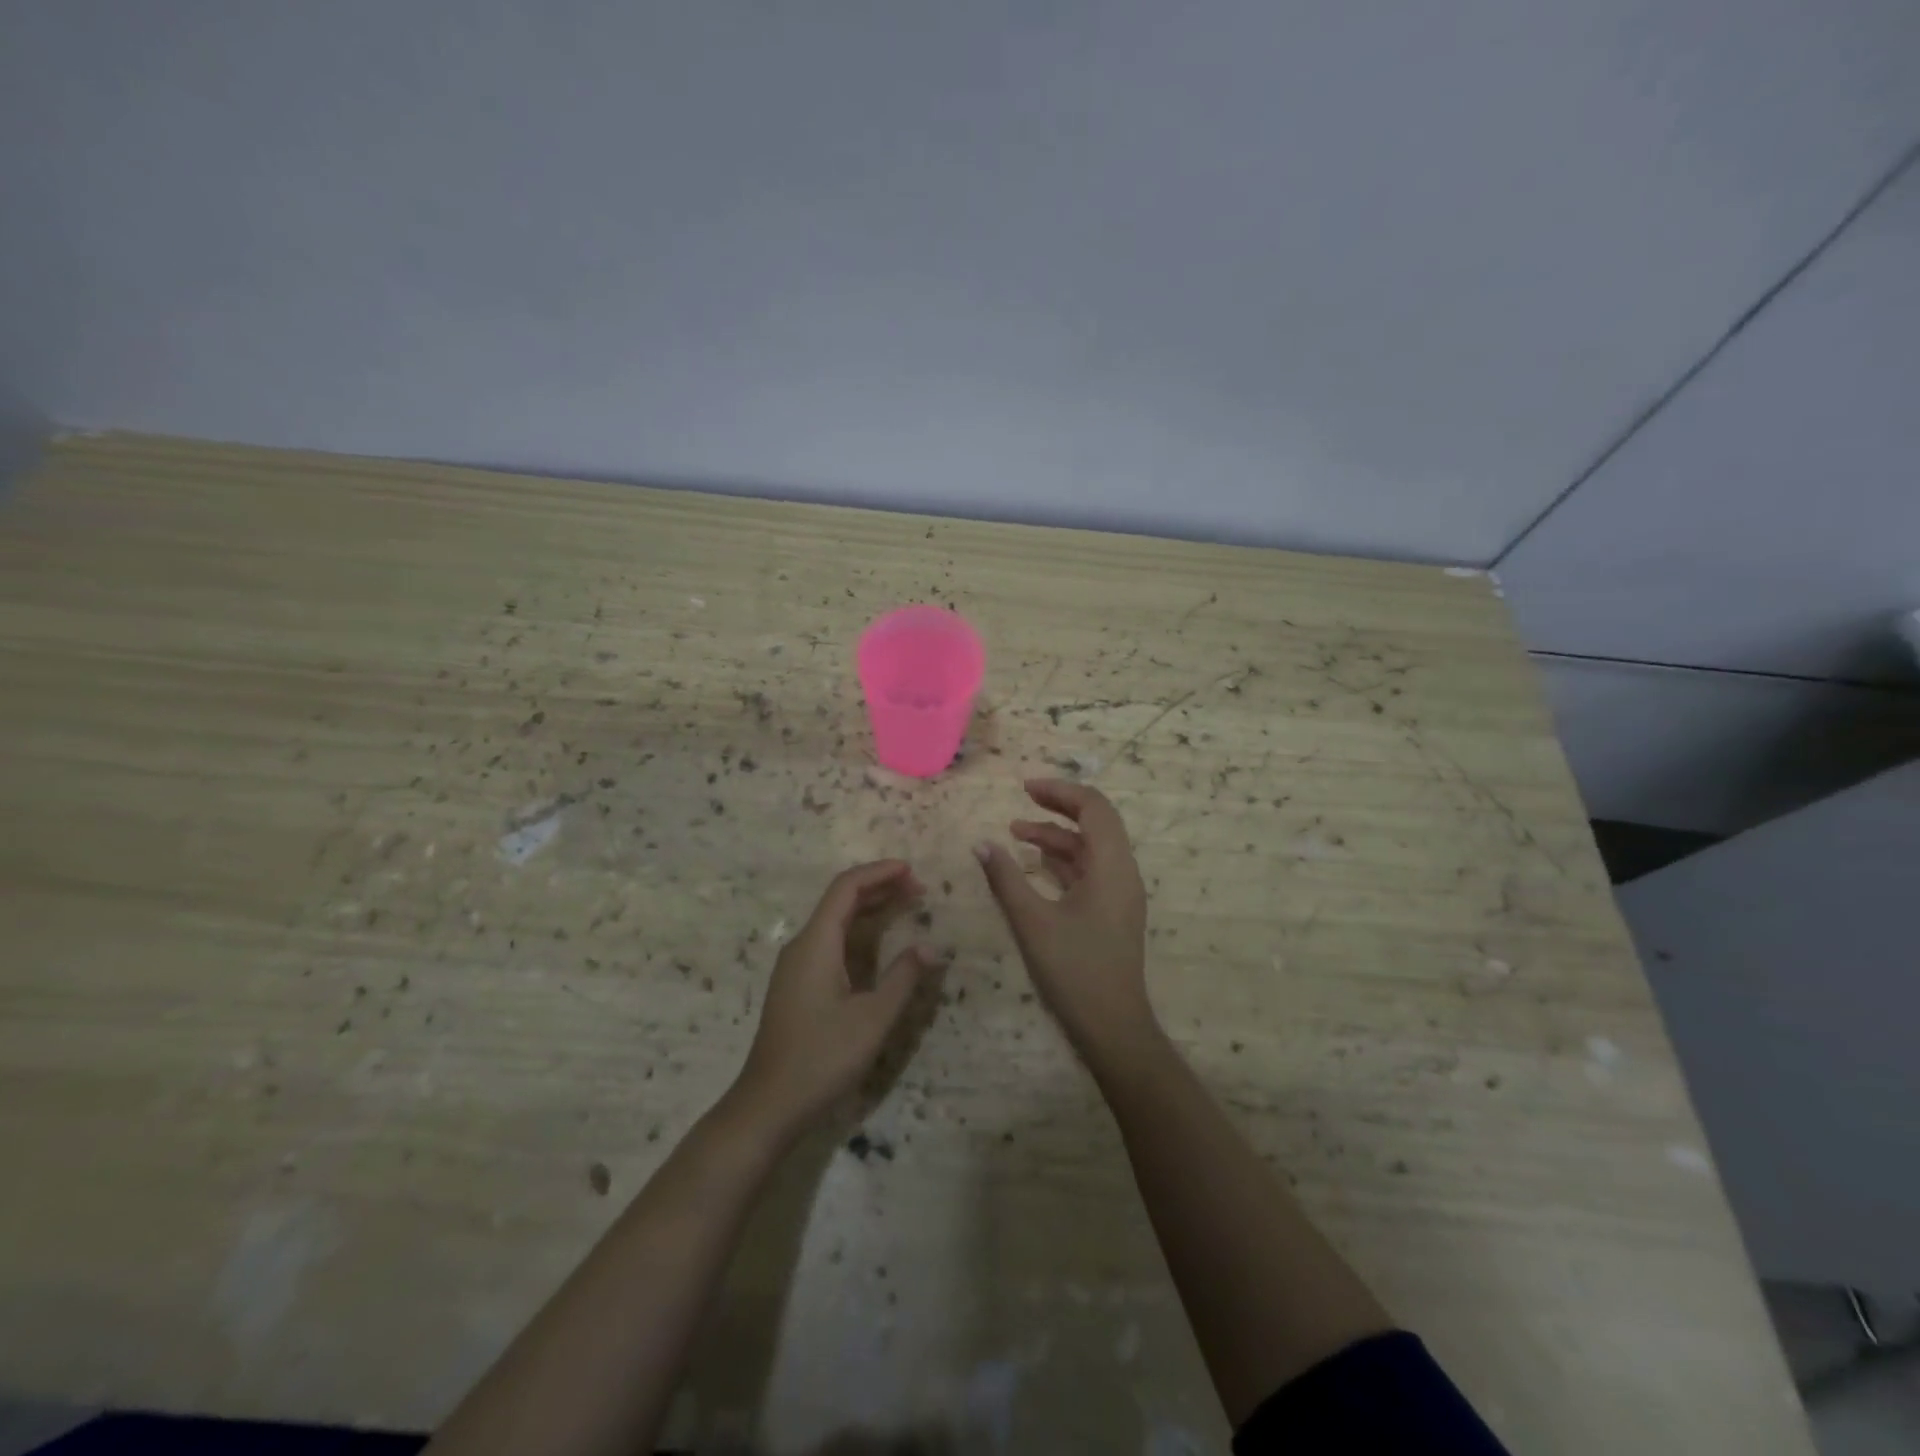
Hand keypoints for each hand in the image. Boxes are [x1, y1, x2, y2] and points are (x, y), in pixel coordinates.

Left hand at [731, 860, 934, 1138]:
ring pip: (834, 921)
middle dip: (879, 888)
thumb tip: (930, 947)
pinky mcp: (797, 985)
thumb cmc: (822, 1058)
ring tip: (906, 906)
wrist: (768, 1105)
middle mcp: (802, 946)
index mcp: (816, 943)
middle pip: (840, 900)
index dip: (879, 873)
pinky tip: (878, 945)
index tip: (912, 870)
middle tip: (918, 889)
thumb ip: (903, 978)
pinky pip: (830, 941)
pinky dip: (858, 931)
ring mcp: (796, 966)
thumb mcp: (872, 1019)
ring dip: (869, 909)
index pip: (846, 888)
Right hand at [975, 779, 1155, 1058]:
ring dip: (1057, 836)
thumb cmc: (1074, 970)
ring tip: (1017, 832)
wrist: (1112, 1026)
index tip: (1026, 788)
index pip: (1094, 808)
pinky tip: (1034, 864)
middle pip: (1096, 822)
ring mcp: (1120, 893)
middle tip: (1023, 799)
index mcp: (1112, 866)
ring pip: (1091, 848)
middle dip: (1059, 807)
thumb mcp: (1032, 922)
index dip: (1061, 791)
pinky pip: (1089, 871)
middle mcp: (1122, 872)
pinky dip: (1063, 860)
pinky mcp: (1112, 912)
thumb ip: (1006, 879)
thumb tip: (981, 844)